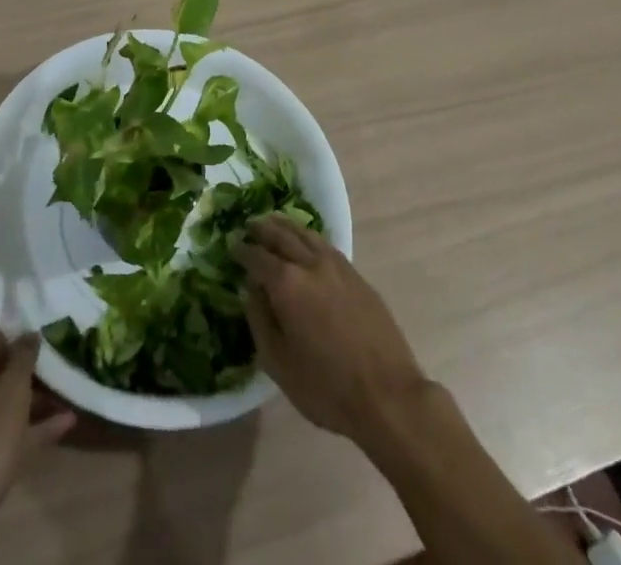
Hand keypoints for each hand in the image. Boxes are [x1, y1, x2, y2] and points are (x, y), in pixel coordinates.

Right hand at [233, 216, 427, 444]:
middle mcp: (310, 264)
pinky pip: (325, 245)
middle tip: (249, 226)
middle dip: (262, 229)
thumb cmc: (327, 387)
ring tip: (274, 223)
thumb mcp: (279, 364)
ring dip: (286, 226)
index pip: (256, 257)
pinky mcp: (357, 275)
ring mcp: (337, 266)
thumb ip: (259, 320)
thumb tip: (251, 291)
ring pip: (305, 233)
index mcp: (286, 283)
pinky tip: (306, 243)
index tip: (232, 247)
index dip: (242, 251)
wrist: (388, 396)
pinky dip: (308, 237)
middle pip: (281, 235)